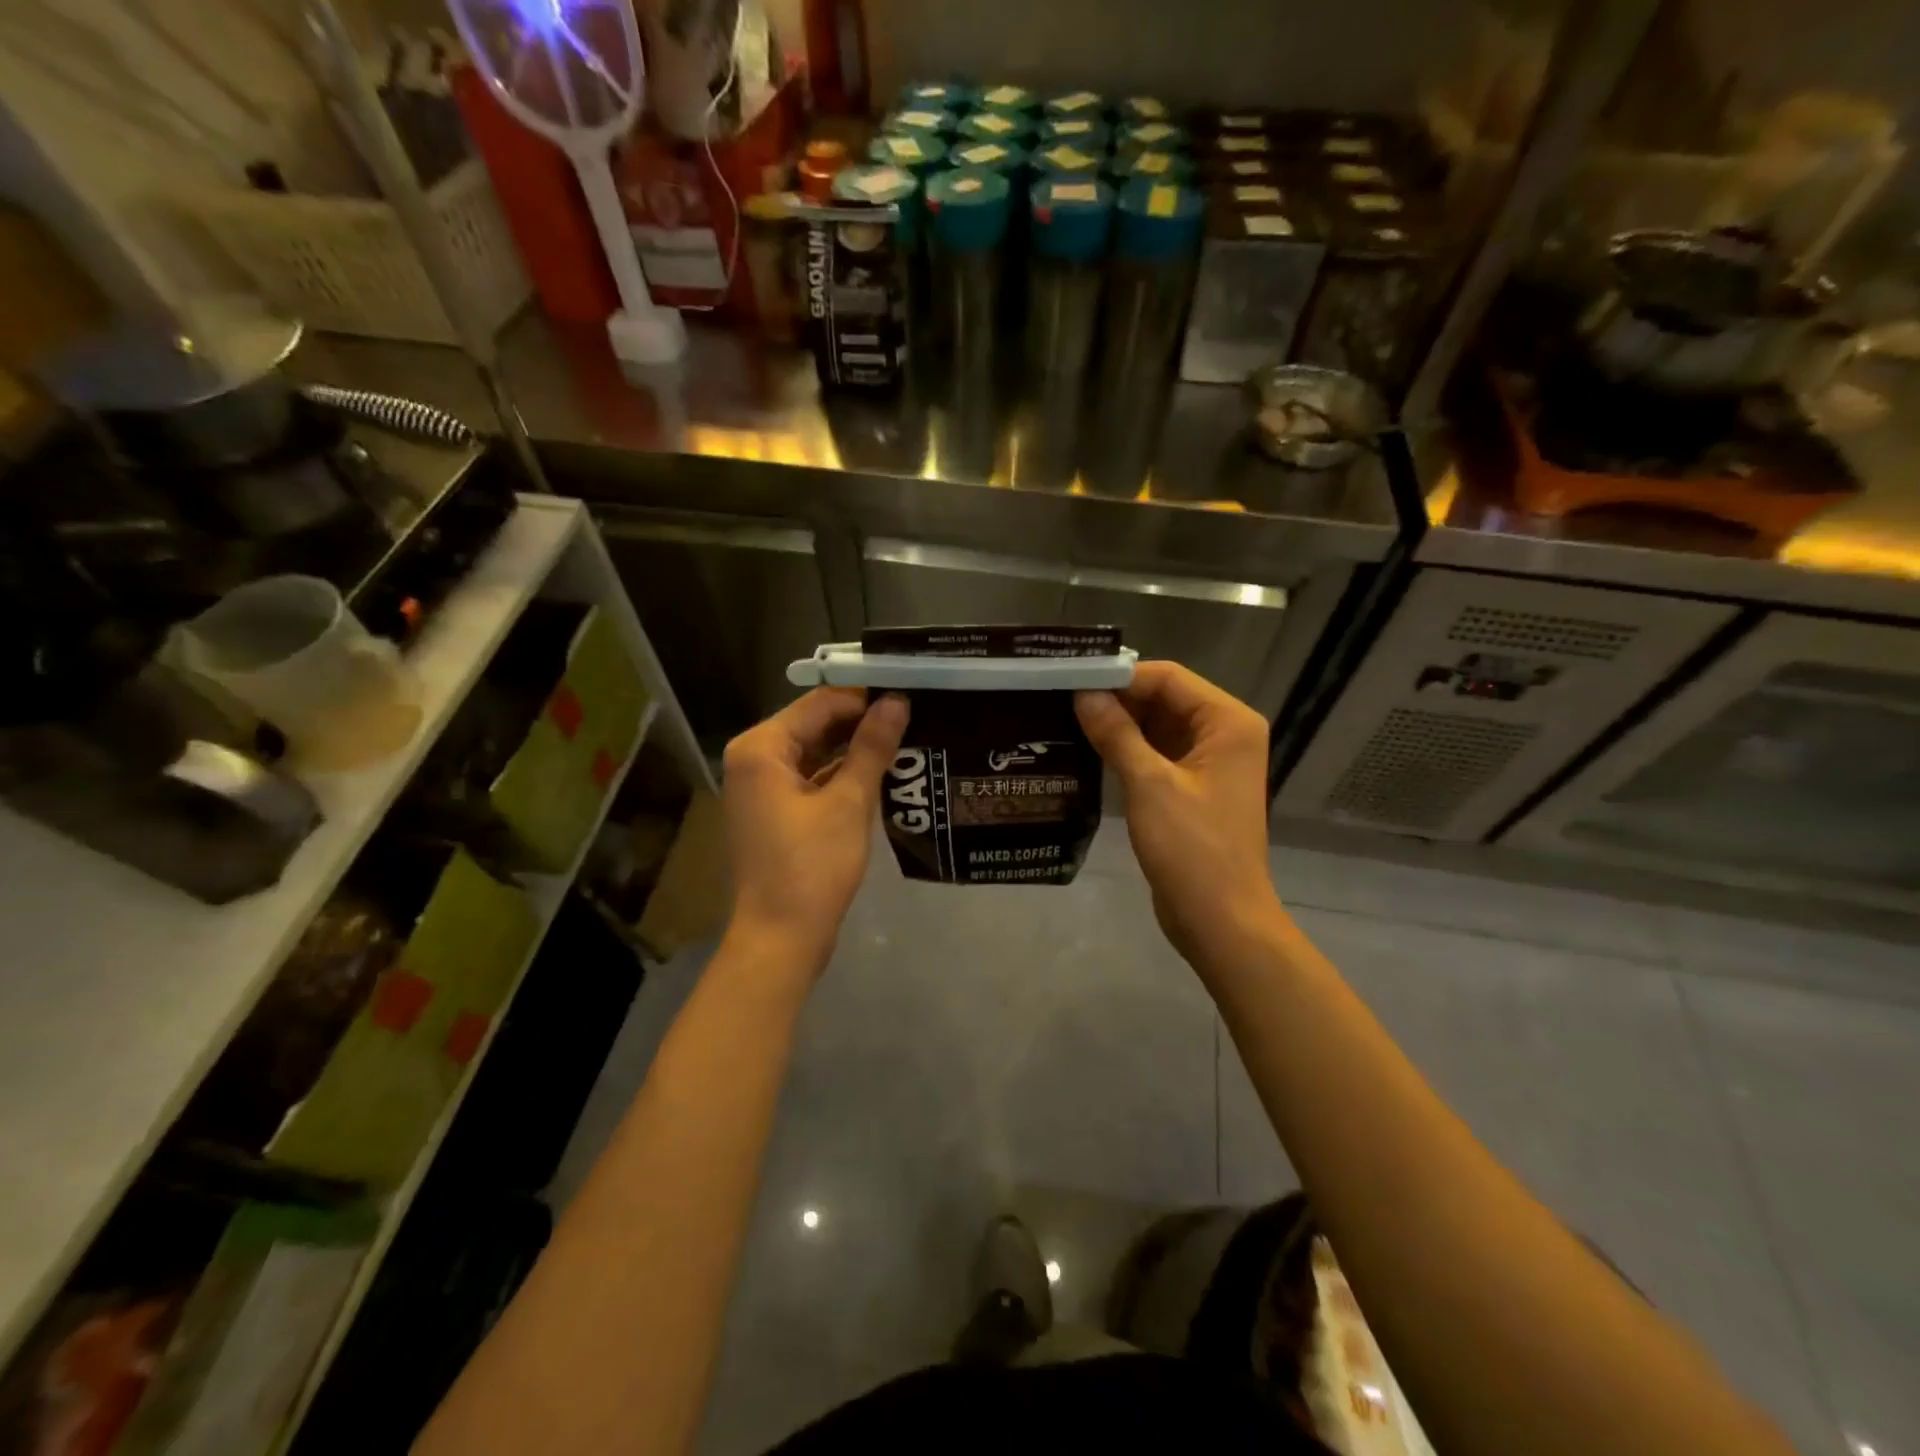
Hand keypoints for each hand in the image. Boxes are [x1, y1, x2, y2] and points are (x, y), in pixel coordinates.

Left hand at [721, 687, 908, 970]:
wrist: (781, 938)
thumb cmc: (812, 866)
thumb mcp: (848, 802)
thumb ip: (872, 747)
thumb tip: (896, 701)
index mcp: (761, 748)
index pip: (820, 703)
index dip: (865, 697)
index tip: (909, 694)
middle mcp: (754, 759)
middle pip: (815, 725)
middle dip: (862, 722)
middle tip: (915, 715)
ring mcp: (762, 788)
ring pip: (815, 752)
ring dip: (855, 749)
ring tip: (907, 738)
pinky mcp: (775, 812)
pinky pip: (812, 778)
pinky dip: (842, 774)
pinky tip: (882, 772)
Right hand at [1076, 662, 1282, 967]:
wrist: (1220, 921)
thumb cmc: (1192, 849)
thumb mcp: (1149, 785)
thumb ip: (1115, 733)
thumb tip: (1082, 693)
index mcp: (1228, 722)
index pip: (1168, 678)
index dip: (1120, 677)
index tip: (1071, 680)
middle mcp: (1224, 734)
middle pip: (1164, 699)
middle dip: (1116, 700)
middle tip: (1061, 699)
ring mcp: (1210, 763)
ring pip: (1158, 727)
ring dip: (1118, 725)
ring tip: (1065, 720)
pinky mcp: (1193, 788)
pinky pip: (1157, 754)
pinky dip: (1127, 750)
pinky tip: (1087, 750)